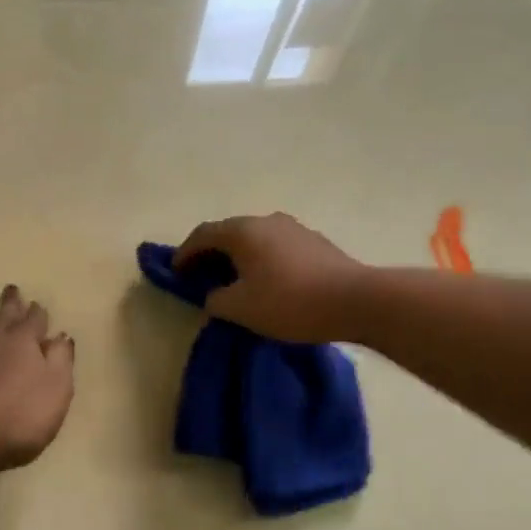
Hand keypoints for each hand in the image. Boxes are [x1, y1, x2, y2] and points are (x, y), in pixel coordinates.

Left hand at [0, 285, 75, 472]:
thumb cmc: (16, 417)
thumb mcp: (55, 391)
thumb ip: (60, 361)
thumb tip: (61, 336)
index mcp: (22, 344)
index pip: (33, 322)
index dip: (37, 314)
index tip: (37, 303)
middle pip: (0, 317)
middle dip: (8, 304)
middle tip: (10, 289)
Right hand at [174, 212, 366, 342]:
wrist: (356, 300)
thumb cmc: (290, 302)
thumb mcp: (241, 308)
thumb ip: (216, 300)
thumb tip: (214, 294)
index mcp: (243, 231)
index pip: (202, 234)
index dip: (184, 253)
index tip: (175, 271)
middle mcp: (267, 220)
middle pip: (229, 233)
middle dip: (211, 253)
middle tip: (201, 276)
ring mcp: (294, 228)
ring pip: (256, 239)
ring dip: (239, 256)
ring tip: (235, 280)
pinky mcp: (316, 242)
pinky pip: (277, 247)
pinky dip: (263, 260)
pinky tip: (268, 282)